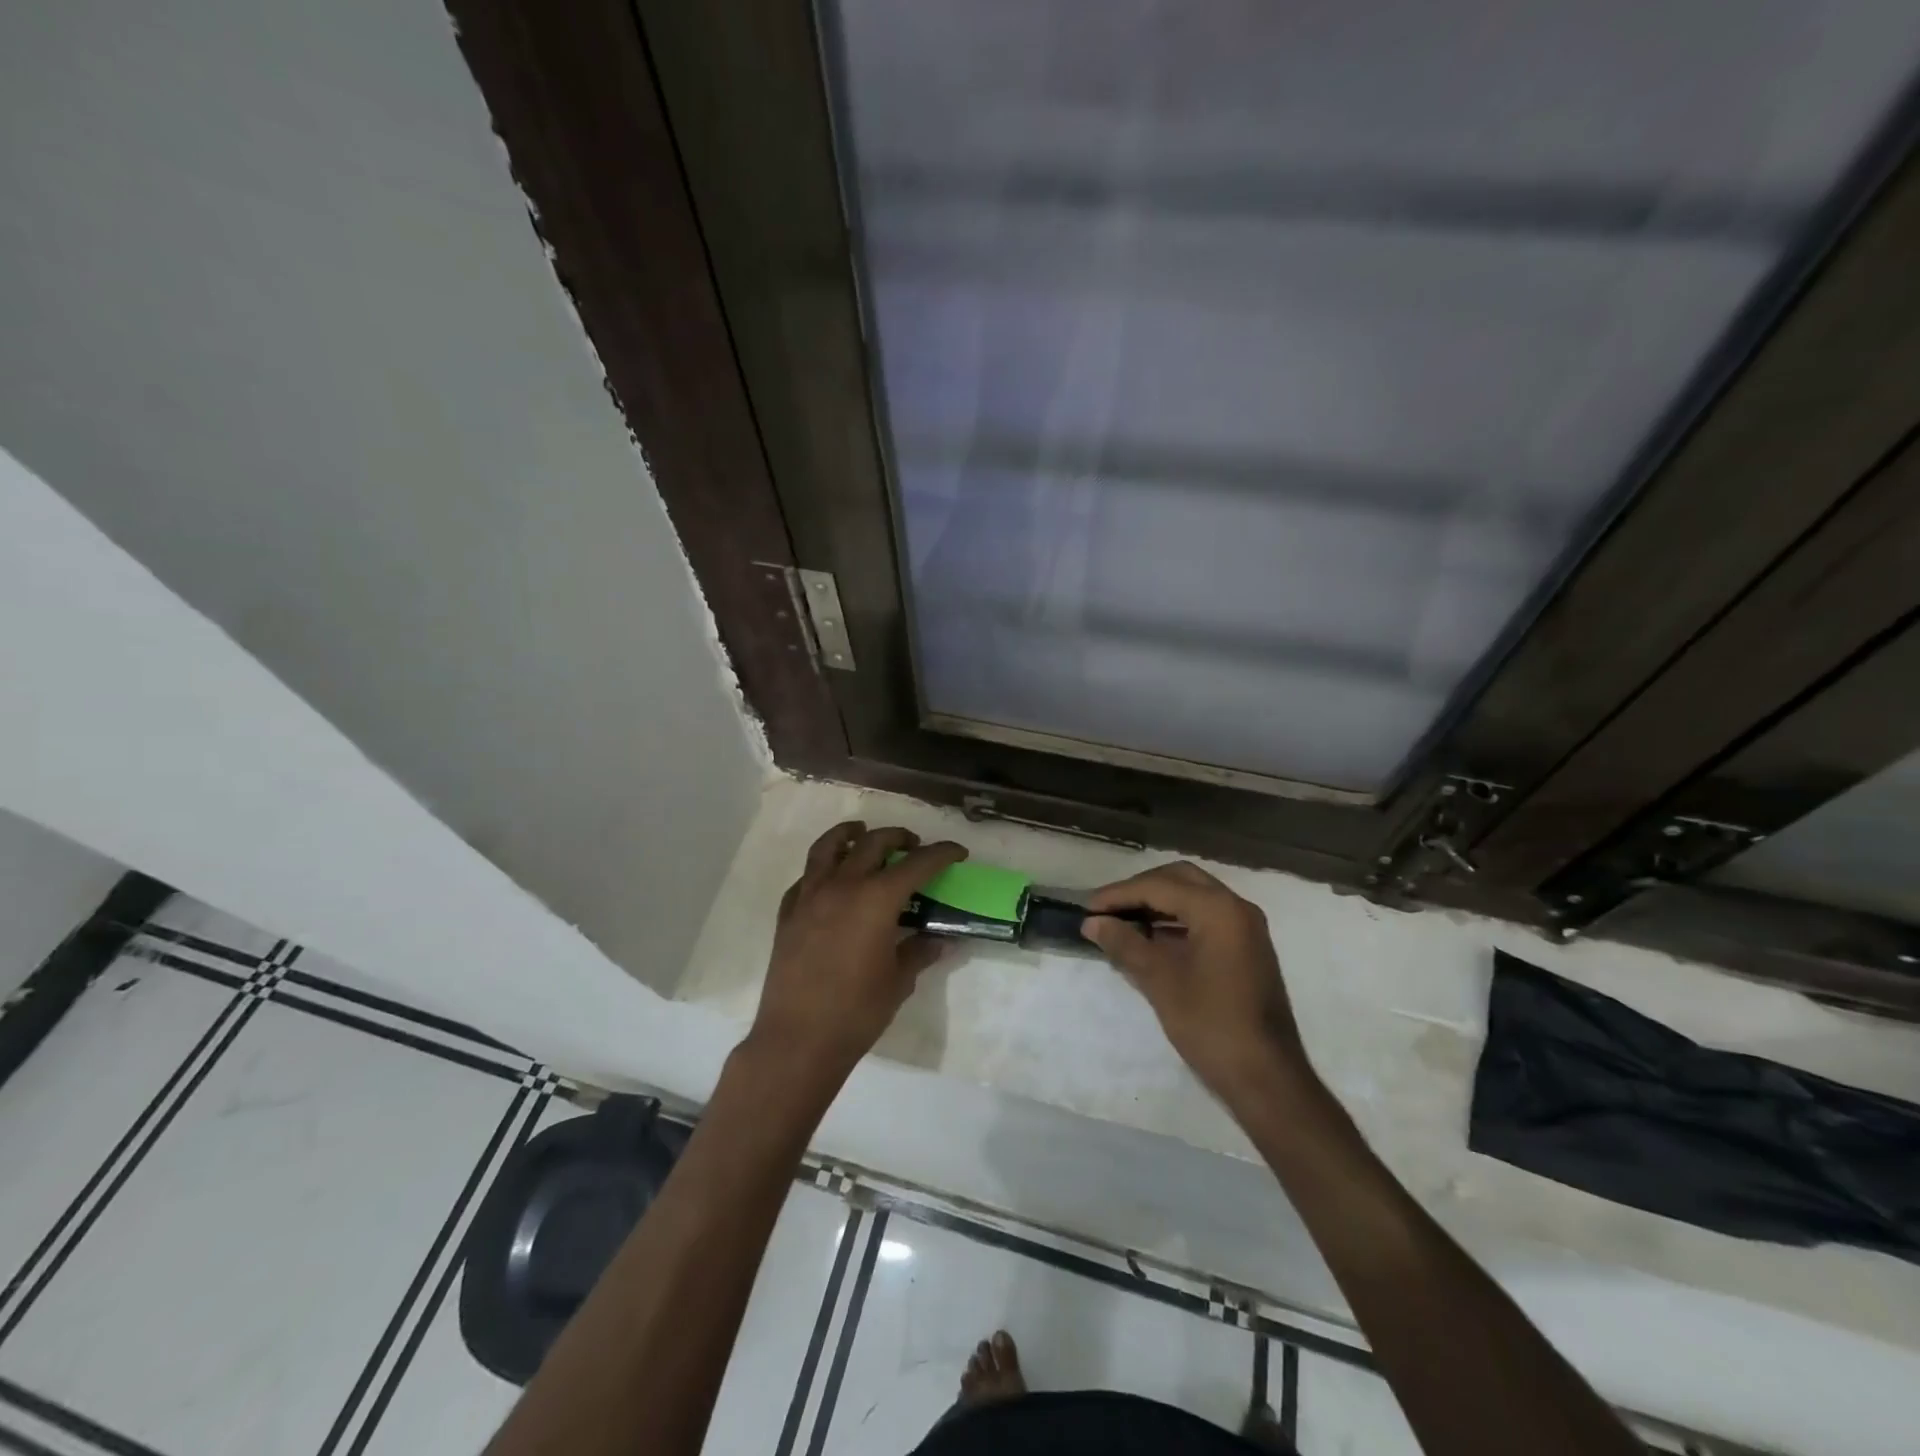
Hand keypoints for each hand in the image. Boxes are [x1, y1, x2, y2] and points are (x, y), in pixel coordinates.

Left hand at [745, 821, 965, 1091]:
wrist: (798, 1039)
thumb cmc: (857, 1011)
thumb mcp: (898, 981)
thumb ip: (919, 952)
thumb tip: (940, 939)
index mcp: (876, 898)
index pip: (917, 864)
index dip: (941, 854)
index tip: (957, 852)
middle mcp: (843, 885)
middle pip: (873, 843)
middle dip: (898, 837)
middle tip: (914, 845)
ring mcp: (810, 896)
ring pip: (829, 847)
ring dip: (850, 834)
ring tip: (861, 832)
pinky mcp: (788, 913)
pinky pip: (806, 877)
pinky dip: (822, 868)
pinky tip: (830, 879)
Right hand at [1082, 862, 1313, 1102]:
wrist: (1267, 1078)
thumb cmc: (1211, 1025)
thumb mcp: (1160, 981)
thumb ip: (1125, 944)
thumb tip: (1093, 922)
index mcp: (1218, 909)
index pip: (1158, 886)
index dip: (1118, 894)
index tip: (1087, 908)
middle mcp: (1236, 907)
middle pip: (1179, 879)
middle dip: (1140, 889)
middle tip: (1107, 909)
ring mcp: (1246, 927)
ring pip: (1194, 896)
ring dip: (1158, 903)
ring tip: (1122, 921)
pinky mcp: (1246, 947)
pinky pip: (1206, 917)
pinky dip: (1177, 919)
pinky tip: (1151, 939)